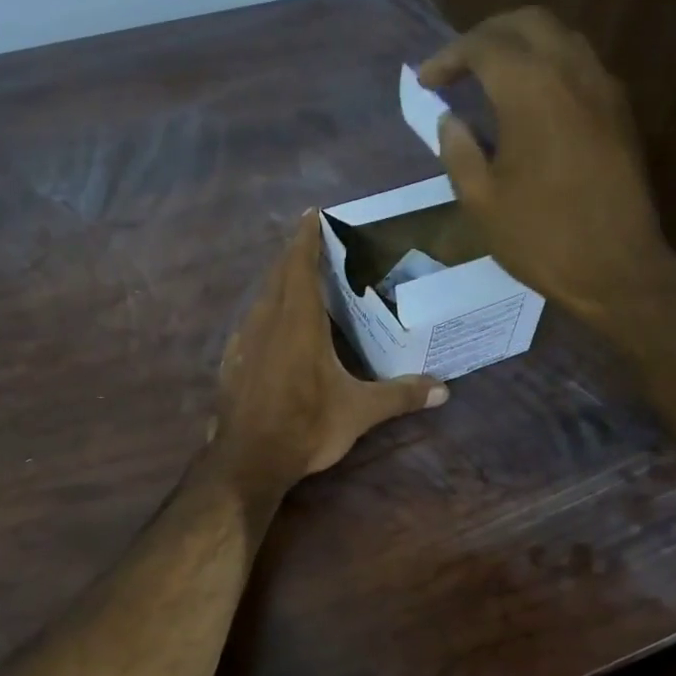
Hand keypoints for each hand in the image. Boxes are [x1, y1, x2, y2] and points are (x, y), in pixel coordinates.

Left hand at [211, 211, 447, 500]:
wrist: (247, 460)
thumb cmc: (305, 426)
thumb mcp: (359, 412)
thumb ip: (400, 395)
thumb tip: (444, 389)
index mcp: (298, 322)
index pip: (301, 266)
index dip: (306, 238)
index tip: (311, 214)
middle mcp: (267, 322)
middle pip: (278, 275)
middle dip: (294, 255)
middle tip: (312, 242)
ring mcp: (243, 341)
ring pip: (261, 298)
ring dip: (278, 282)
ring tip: (297, 280)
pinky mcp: (231, 362)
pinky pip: (251, 323)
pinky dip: (265, 312)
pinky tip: (274, 327)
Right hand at [418, 8, 675, 336]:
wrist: (616, 267)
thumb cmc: (539, 237)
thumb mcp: (480, 201)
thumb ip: (458, 150)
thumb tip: (450, 119)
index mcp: (531, 90)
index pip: (484, 46)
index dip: (449, 57)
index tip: (426, 81)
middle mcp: (571, 72)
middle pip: (527, 23)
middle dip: (486, 36)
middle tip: (458, 66)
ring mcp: (603, 89)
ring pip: (560, 38)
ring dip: (521, 46)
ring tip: (491, 78)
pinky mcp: (619, 112)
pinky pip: (580, 65)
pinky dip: (548, 66)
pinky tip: (530, 101)